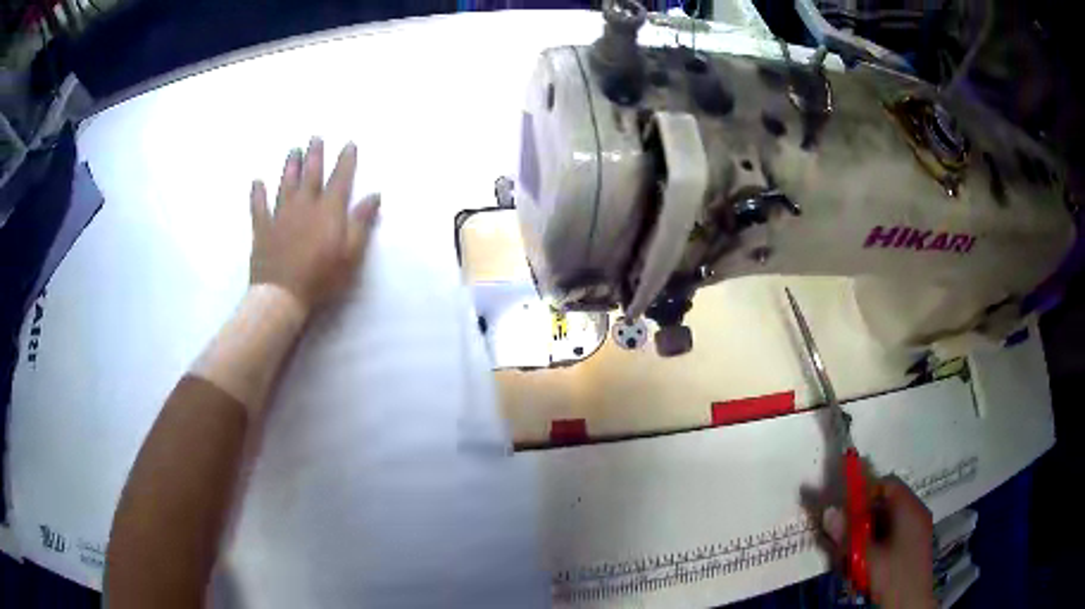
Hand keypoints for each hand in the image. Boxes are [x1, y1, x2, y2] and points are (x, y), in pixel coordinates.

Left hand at [249, 138, 379, 313]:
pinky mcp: (263, 229)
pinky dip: (257, 194)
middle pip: (311, 174)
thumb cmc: (321, 277)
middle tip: (315, 137)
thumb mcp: (350, 254)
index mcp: (328, 211)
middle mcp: (304, 205)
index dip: (346, 161)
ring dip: (290, 166)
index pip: (340, 179)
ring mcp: (281, 215)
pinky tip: (256, 182)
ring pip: (286, 184)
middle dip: (315, 155)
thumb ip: (361, 223)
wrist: (282, 295)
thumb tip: (374, 195)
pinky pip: (259, 207)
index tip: (349, 144)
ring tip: (293, 150)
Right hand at [823, 477, 935, 608]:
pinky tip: (866, 565)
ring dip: (867, 536)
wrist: (911, 603)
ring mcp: (918, 530)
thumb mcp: (865, 556)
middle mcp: (916, 513)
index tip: (847, 512)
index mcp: (909, 508)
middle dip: (862, 520)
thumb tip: (828, 512)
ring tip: (852, 559)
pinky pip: (893, 535)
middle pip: (886, 504)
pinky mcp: (914, 546)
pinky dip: (877, 545)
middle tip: (845, 541)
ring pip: (888, 523)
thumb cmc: (891, 575)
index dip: (866, 493)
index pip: (887, 484)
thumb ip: (847, 534)